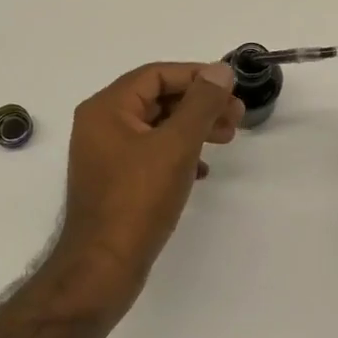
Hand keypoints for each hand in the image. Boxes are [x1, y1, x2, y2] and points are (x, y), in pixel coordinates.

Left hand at [53, 60, 243, 288]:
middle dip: (199, 104)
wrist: (103, 267)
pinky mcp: (115, 181)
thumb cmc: (138, 200)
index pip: (156, 74)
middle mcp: (101, 124)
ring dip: (194, 128)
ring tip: (227, 139)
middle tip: (237, 117)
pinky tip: (203, 170)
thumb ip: (201, 104)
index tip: (231, 88)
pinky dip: (179, 153)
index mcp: (107, 108)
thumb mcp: (176, 146)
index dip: (197, 76)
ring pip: (157, 127)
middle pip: (157, 98)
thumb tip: (220, 70)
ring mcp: (106, 154)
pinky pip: (152, 153)